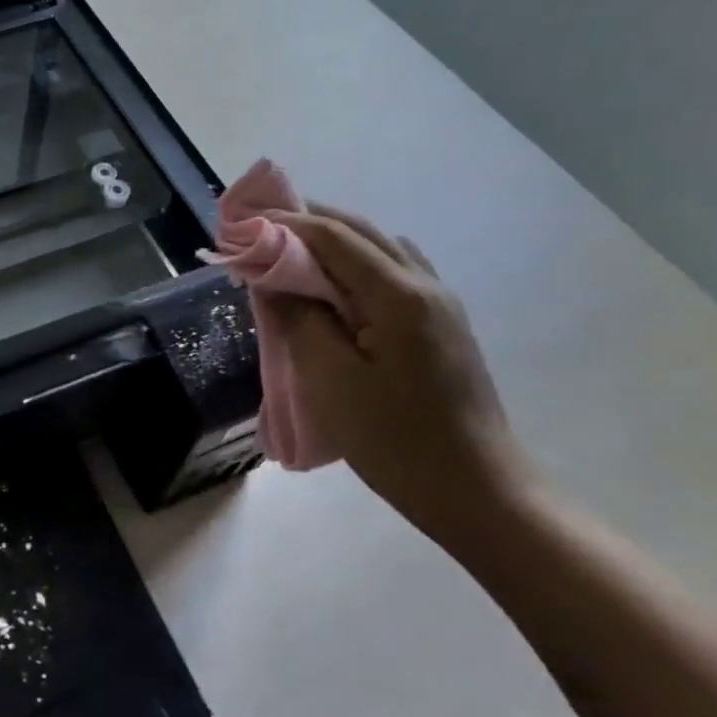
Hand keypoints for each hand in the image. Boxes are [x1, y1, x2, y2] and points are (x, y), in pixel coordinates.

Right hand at [266, 205, 530, 534]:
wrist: (478, 493)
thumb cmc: (395, 439)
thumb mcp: (330, 379)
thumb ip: (299, 317)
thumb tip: (272, 276)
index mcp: (398, 295)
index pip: (332, 236)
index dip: (282, 223)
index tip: (238, 228)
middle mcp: (425, 285)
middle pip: (359, 231)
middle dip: (305, 223)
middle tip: (256, 231)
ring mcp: (439, 305)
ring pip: (378, 249)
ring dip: (331, 241)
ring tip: (287, 255)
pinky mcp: (441, 326)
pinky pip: (391, 273)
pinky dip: (353, 264)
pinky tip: (332, 289)